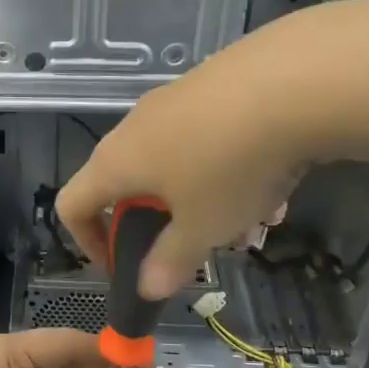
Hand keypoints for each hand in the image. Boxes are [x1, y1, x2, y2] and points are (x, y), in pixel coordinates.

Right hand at [56, 2, 368, 298]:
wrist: (296, 78)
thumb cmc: (229, 167)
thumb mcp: (202, 228)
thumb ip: (171, 262)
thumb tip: (148, 289)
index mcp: (116, 163)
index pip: (72, 205)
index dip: (87, 242)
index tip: (123, 265)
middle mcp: (135, 127)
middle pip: (128, 184)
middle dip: (161, 224)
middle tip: (197, 246)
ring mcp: (175, 99)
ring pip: (176, 162)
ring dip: (204, 199)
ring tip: (253, 220)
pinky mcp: (215, 81)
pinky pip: (208, 136)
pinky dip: (228, 166)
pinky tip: (276, 178)